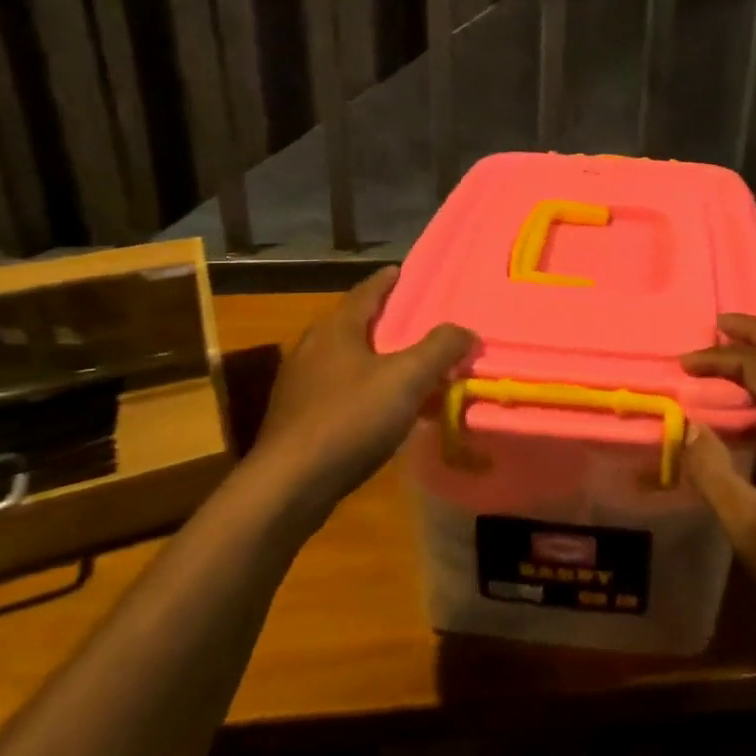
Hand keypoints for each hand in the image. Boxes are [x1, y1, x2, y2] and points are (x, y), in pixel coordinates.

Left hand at [249, 267, 475, 521]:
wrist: (290, 484)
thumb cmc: (350, 419)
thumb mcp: (406, 379)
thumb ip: (439, 349)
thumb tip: (465, 331)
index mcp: (335, 330)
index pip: (366, 293)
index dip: (387, 281)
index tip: (402, 271)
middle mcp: (312, 349)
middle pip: (353, 325)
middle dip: (384, 323)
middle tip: (415, 322)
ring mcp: (300, 385)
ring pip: (347, 361)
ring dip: (377, 361)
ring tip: (406, 369)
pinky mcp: (297, 418)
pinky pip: (339, 391)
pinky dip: (365, 391)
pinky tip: (382, 411)